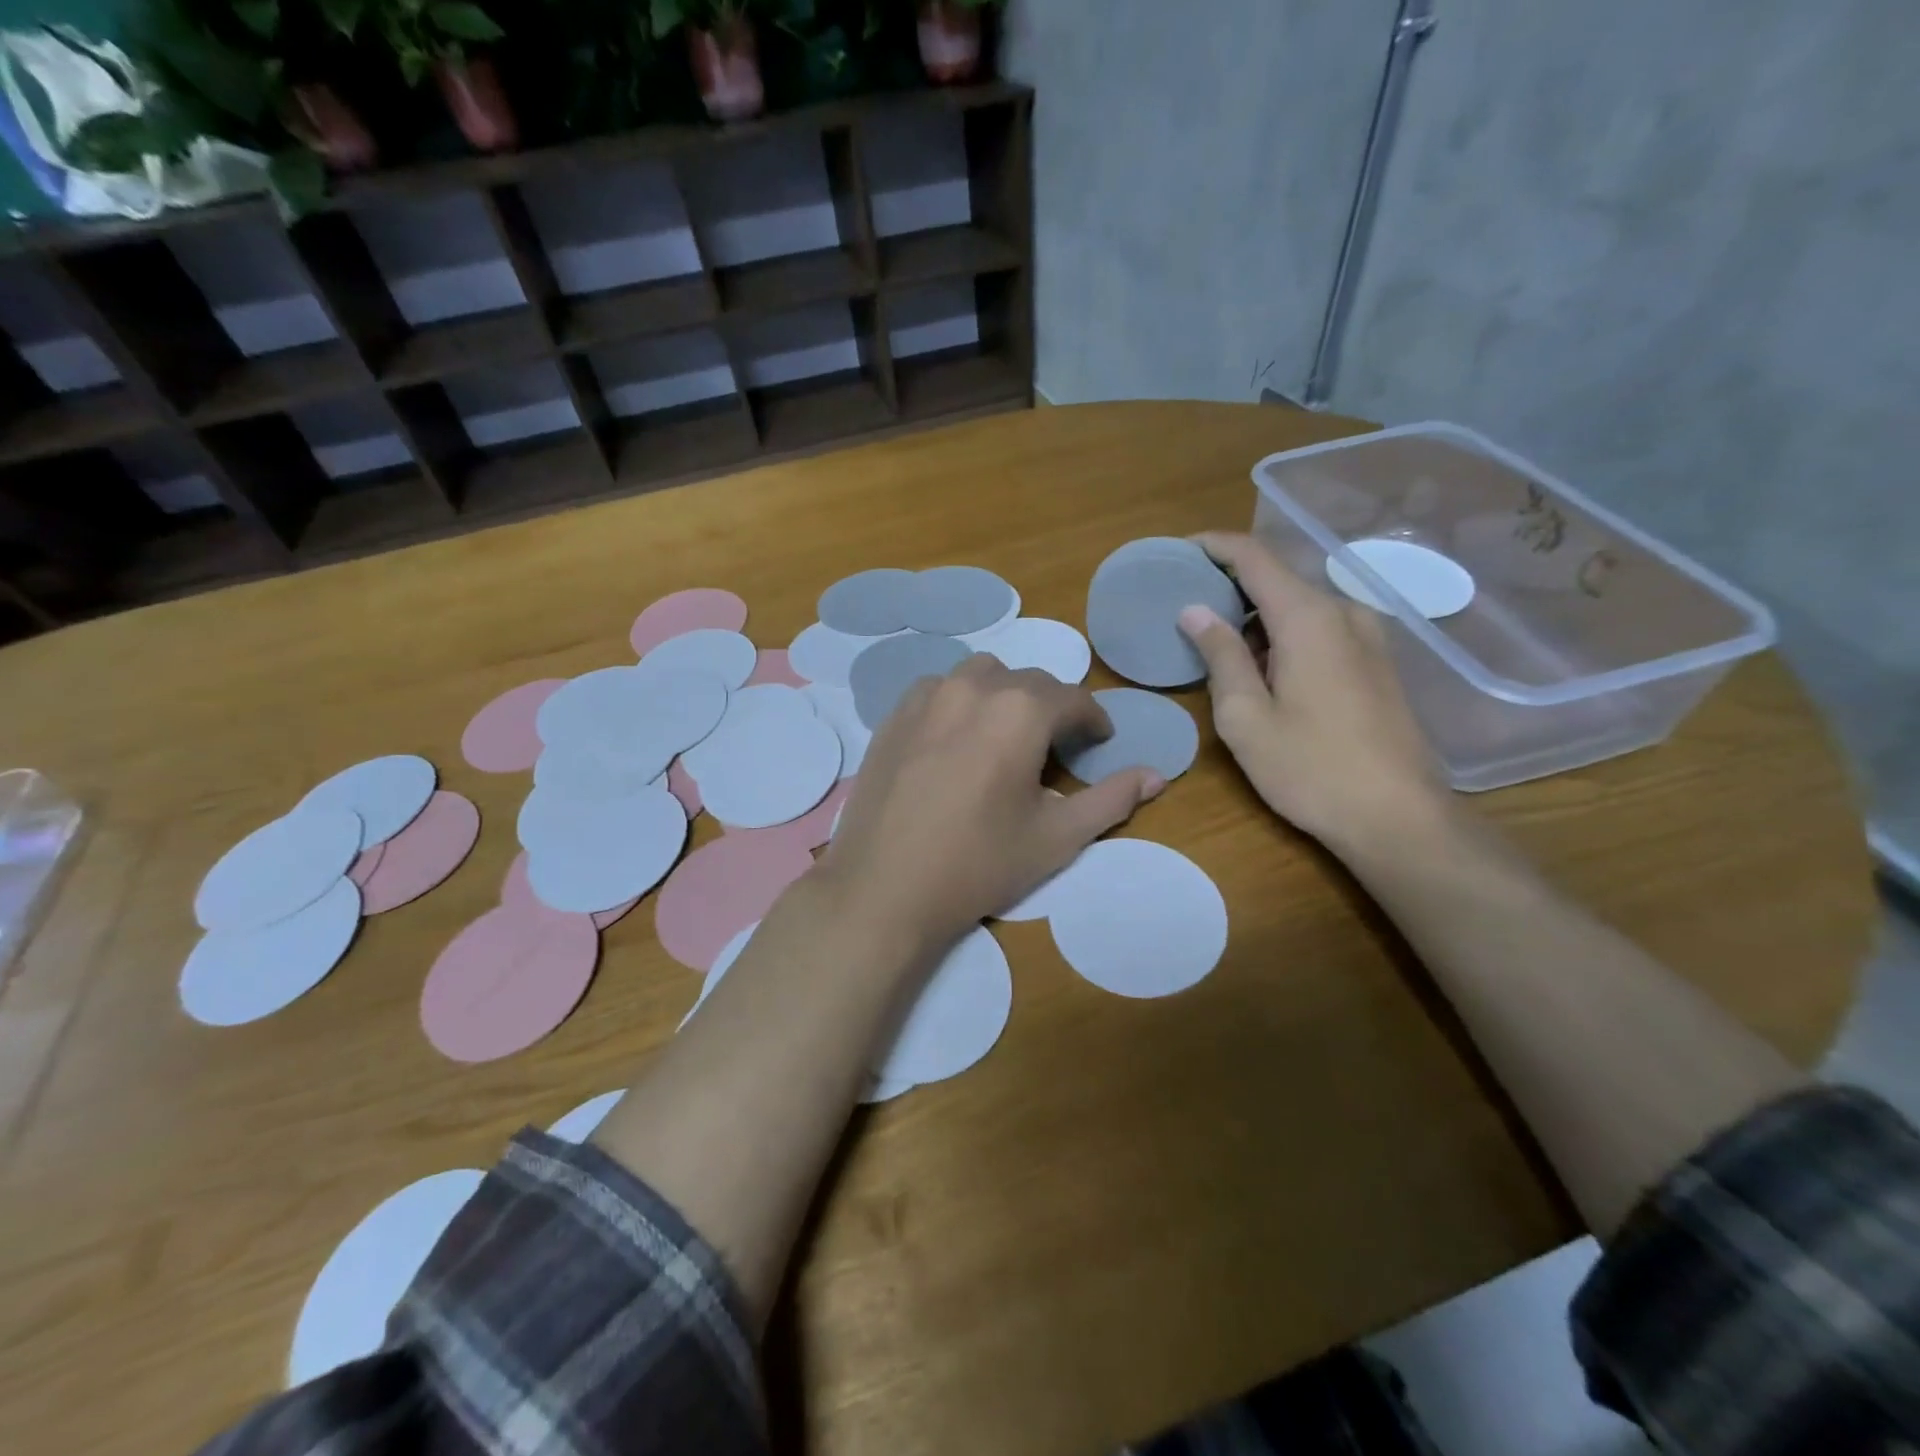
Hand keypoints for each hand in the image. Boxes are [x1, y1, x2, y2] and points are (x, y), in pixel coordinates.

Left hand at [817, 656, 1164, 953]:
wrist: (884, 888)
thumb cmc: (979, 864)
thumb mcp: (1057, 837)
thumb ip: (1112, 799)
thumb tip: (1157, 775)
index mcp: (1021, 710)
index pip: (1073, 698)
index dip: (1093, 720)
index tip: (1098, 742)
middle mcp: (973, 687)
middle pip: (1028, 681)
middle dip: (1051, 707)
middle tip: (1055, 747)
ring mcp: (926, 697)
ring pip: (980, 676)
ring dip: (1003, 696)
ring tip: (1005, 736)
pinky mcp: (893, 715)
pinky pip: (937, 690)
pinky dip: (959, 702)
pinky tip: (956, 739)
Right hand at [1178, 532, 1449, 857]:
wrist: (1397, 816)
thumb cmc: (1310, 768)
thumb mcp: (1245, 717)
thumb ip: (1220, 656)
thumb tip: (1194, 610)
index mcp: (1308, 618)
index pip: (1254, 557)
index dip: (1213, 546)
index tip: (1178, 551)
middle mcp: (1343, 612)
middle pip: (1278, 580)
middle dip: (1229, 587)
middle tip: (1186, 610)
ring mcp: (1368, 636)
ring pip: (1299, 607)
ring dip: (1256, 618)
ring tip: (1217, 648)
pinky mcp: (1377, 662)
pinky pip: (1320, 629)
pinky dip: (1283, 635)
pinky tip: (1263, 672)